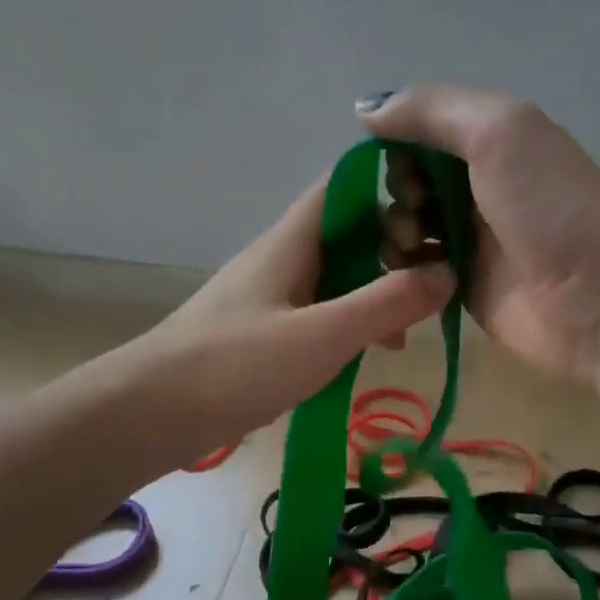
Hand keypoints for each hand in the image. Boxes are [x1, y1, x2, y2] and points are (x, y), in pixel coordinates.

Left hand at [139, 177, 453, 442]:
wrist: (151, 413)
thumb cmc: (236, 365)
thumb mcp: (322, 335)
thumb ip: (387, 303)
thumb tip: (448, 271)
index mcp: (293, 240)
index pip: (348, 185)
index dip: (394, 186)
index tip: (438, 216)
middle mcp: (284, 257)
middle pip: (350, 232)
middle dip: (395, 252)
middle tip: (432, 289)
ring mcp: (273, 295)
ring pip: (339, 276)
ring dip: (376, 294)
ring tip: (406, 335)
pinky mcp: (266, 331)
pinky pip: (321, 312)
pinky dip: (350, 324)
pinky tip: (367, 355)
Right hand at [361, 86, 599, 385]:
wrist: (599, 299)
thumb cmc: (550, 207)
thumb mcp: (498, 131)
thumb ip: (429, 110)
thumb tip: (365, 109)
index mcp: (489, 143)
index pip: (419, 134)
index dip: (399, 147)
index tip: (407, 169)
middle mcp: (476, 188)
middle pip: (407, 181)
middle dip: (399, 193)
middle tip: (420, 212)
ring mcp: (468, 241)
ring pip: (404, 227)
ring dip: (395, 233)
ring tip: (415, 248)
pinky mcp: (459, 288)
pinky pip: (413, 272)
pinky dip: (403, 270)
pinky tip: (415, 276)